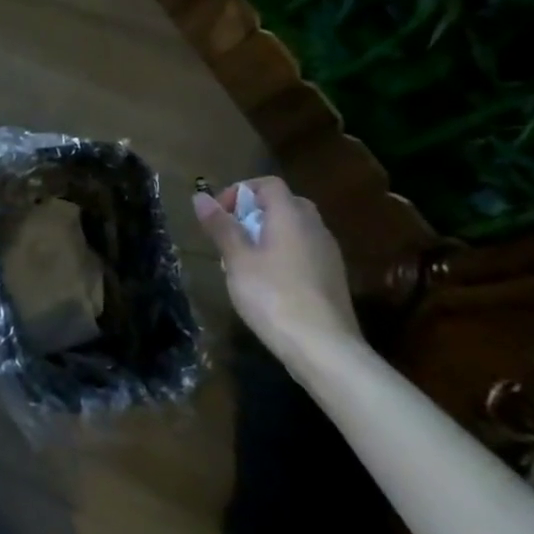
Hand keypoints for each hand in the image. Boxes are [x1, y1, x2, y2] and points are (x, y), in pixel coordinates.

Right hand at [193, 177, 361, 361]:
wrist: (324, 349)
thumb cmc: (273, 295)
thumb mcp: (237, 259)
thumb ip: (220, 226)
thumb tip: (200, 196)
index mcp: (291, 217)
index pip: (269, 184)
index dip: (240, 191)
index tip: (220, 214)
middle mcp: (315, 228)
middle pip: (285, 204)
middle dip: (255, 212)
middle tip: (232, 234)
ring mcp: (328, 255)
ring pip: (296, 229)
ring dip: (269, 234)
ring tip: (245, 260)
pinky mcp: (333, 279)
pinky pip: (305, 251)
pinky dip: (284, 254)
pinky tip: (269, 281)